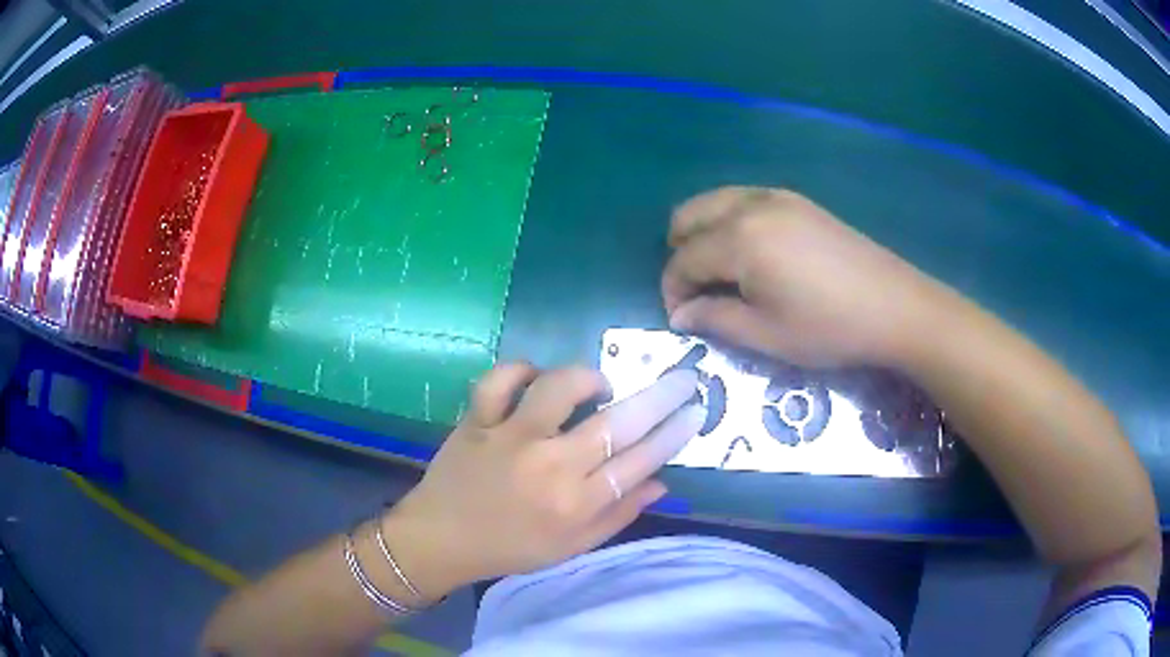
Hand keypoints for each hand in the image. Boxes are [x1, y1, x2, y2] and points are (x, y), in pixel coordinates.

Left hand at [382, 363, 702, 598]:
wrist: (441, 540)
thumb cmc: (511, 548)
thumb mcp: (571, 547)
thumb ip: (618, 516)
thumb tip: (661, 482)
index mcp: (575, 504)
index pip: (639, 461)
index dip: (674, 434)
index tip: (695, 411)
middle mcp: (548, 467)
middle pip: (615, 423)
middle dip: (659, 397)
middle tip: (682, 377)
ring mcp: (509, 438)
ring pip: (557, 389)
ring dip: (586, 379)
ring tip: (596, 387)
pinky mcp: (476, 421)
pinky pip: (499, 380)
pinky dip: (519, 371)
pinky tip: (533, 379)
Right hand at [662, 186, 951, 366]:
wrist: (894, 306)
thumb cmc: (828, 327)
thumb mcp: (766, 335)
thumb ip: (715, 319)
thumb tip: (681, 314)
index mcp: (739, 239)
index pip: (683, 259)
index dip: (673, 291)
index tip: (680, 319)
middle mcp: (750, 205)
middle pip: (689, 216)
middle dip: (681, 253)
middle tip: (697, 293)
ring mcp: (776, 197)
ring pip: (715, 202)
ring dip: (704, 234)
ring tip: (721, 274)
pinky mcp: (798, 201)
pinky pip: (744, 200)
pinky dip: (730, 222)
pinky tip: (752, 255)